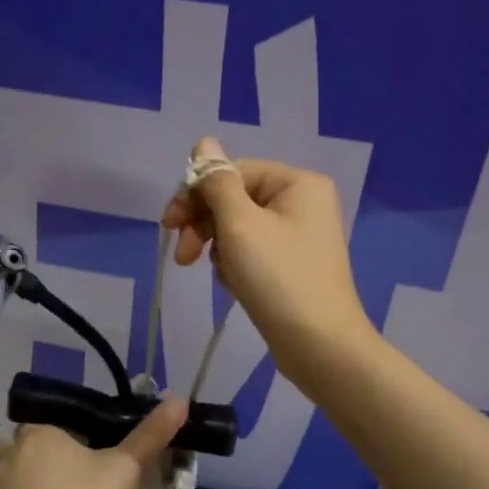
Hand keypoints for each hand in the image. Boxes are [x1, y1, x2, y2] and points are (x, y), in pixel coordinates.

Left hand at [0, 398, 189, 488]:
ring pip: (3, 481)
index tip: (84, 459)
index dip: (65, 439)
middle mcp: (6, 456)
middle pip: (21, 450)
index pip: (48, 424)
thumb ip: (150, 435)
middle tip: (67, 484)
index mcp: (38, 434)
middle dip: (36, 462)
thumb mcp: (125, 470)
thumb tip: (180, 398)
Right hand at [160, 136, 376, 390]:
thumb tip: (203, 142)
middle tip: (182, 256)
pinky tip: (235, 286)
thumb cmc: (278, 278)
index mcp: (297, 183)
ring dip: (219, 248)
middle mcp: (302, 202)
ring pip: (239, 228)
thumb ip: (216, 181)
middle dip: (204, 225)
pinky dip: (236, 265)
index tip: (168, 224)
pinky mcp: (292, 265)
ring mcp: (299, 235)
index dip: (196, 194)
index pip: (233, 172)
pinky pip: (252, 251)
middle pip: (235, 199)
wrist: (319, 346)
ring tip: (220, 276)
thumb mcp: (239, 224)